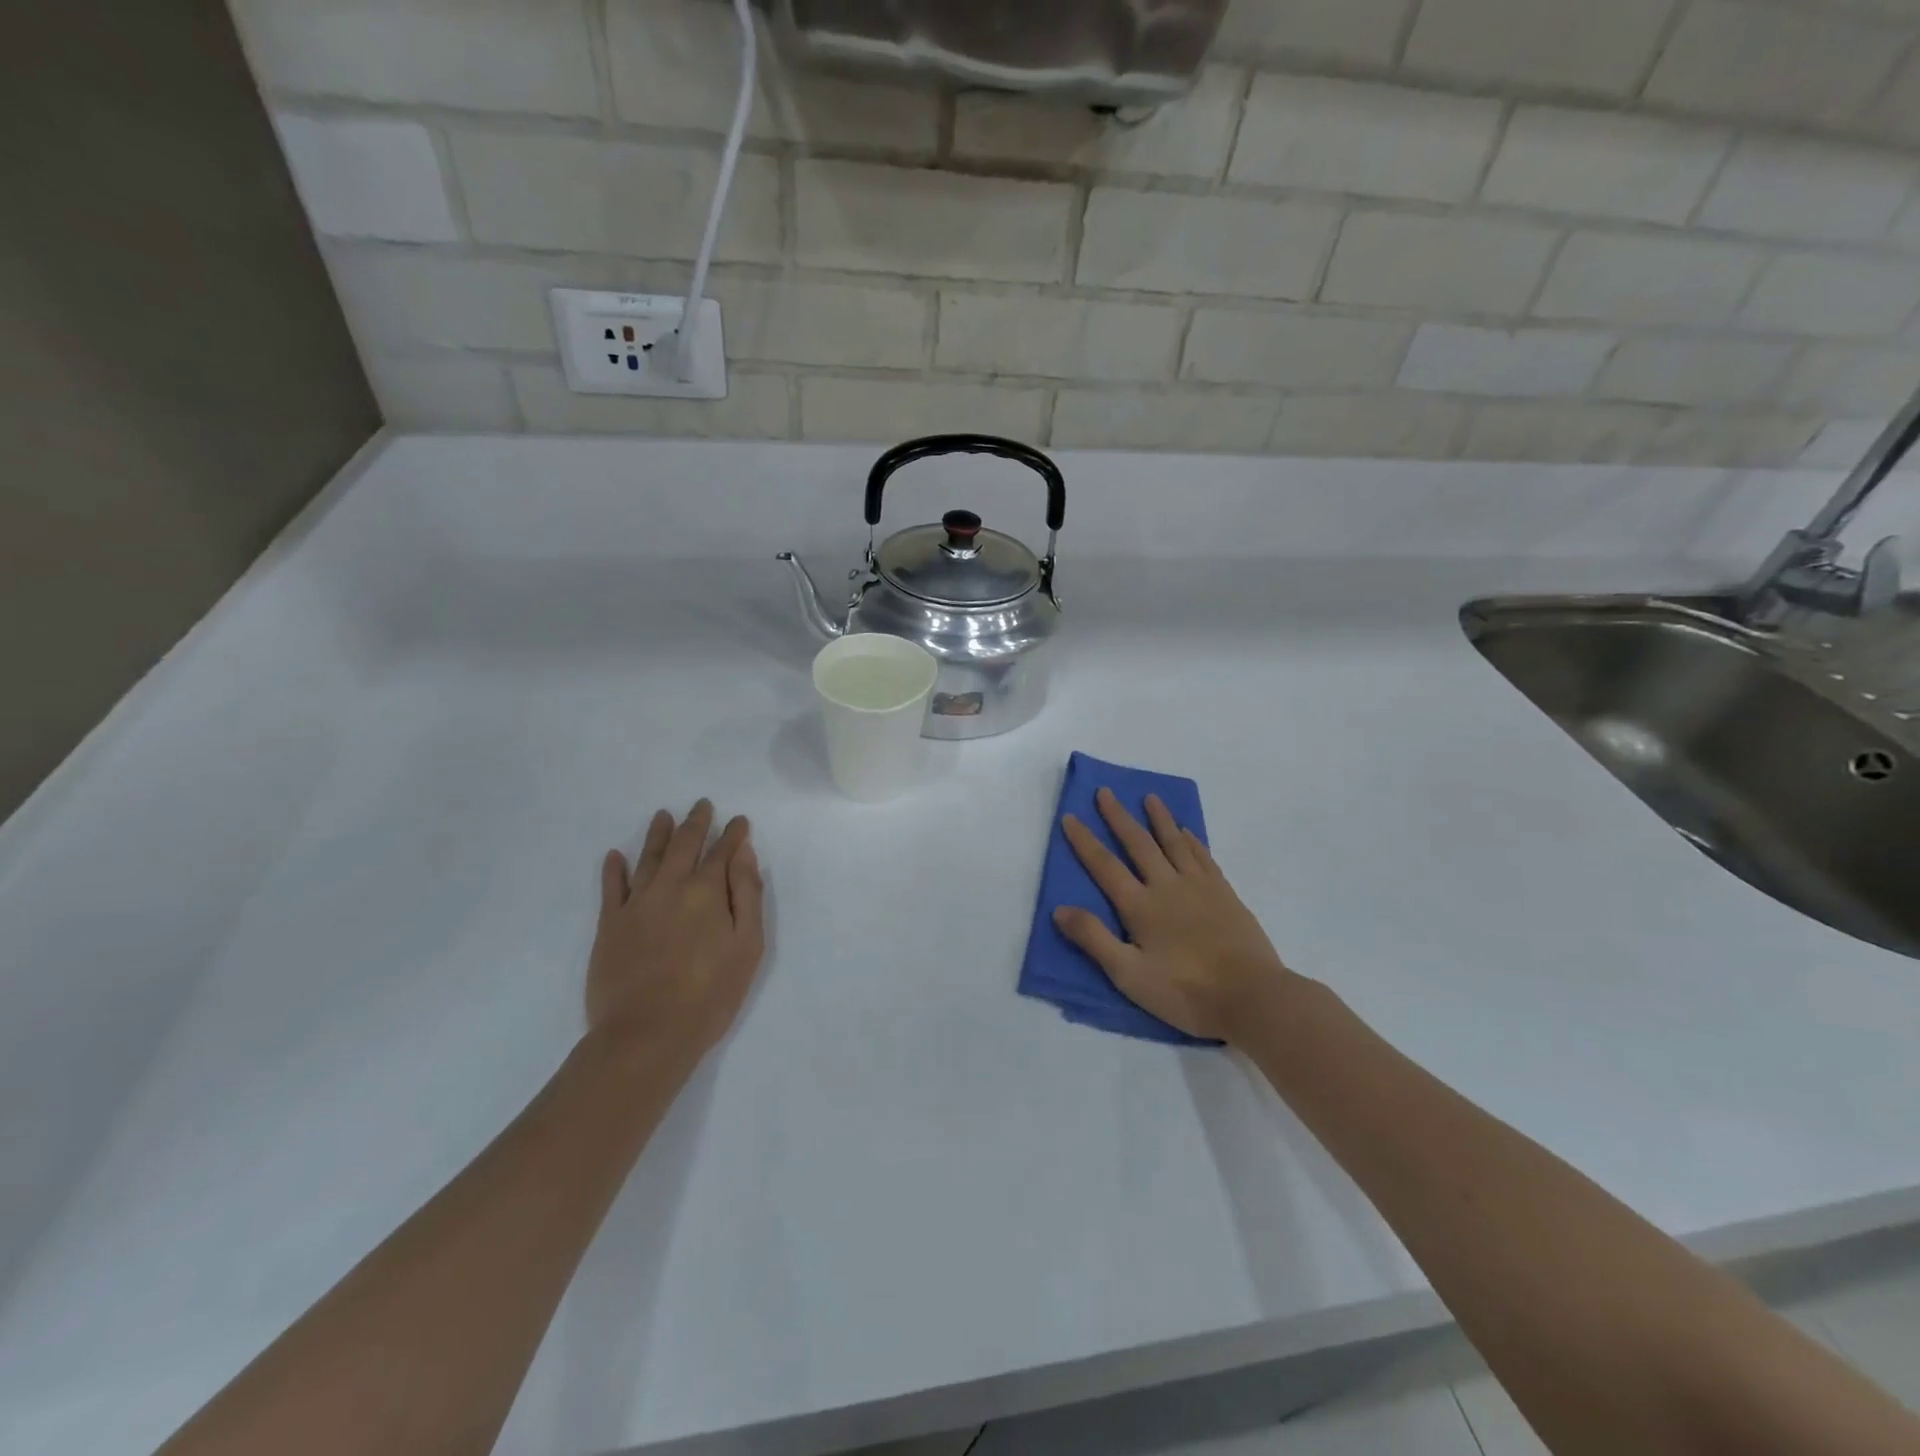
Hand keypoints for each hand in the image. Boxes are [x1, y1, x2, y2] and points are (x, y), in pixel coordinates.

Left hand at [587, 800, 765, 1061]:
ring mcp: (636, 904)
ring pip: (647, 858)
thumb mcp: (747, 946)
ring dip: (657, 834)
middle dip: (695, 823)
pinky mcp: (610, 926)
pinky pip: (611, 888)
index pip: (723, 852)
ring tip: (663, 815)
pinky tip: (614, 856)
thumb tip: (744, 853)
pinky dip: (614, 869)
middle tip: (702, 805)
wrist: (646, 1035)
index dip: (732, 834)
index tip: (738, 821)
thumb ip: (747, 895)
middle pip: (683, 845)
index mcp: (707, 891)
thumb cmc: (710, 994)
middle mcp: (670, 887)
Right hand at [1055, 789, 1295, 1044]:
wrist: (1252, 996)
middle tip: (1106, 792)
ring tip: (1149, 797)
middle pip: (1138, 844)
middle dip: (1119, 817)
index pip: (1104, 866)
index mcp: (1139, 906)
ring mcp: (1198, 886)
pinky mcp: (1224, 893)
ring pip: (1173, 842)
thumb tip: (1059, 909)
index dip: (1085, 841)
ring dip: (1159, 818)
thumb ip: (1094, 939)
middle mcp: (1166, 886)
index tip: (1070, 816)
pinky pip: (1203, 856)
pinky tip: (1186, 831)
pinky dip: (1191, 840)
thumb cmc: (1185, 991)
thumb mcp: (1129, 975)